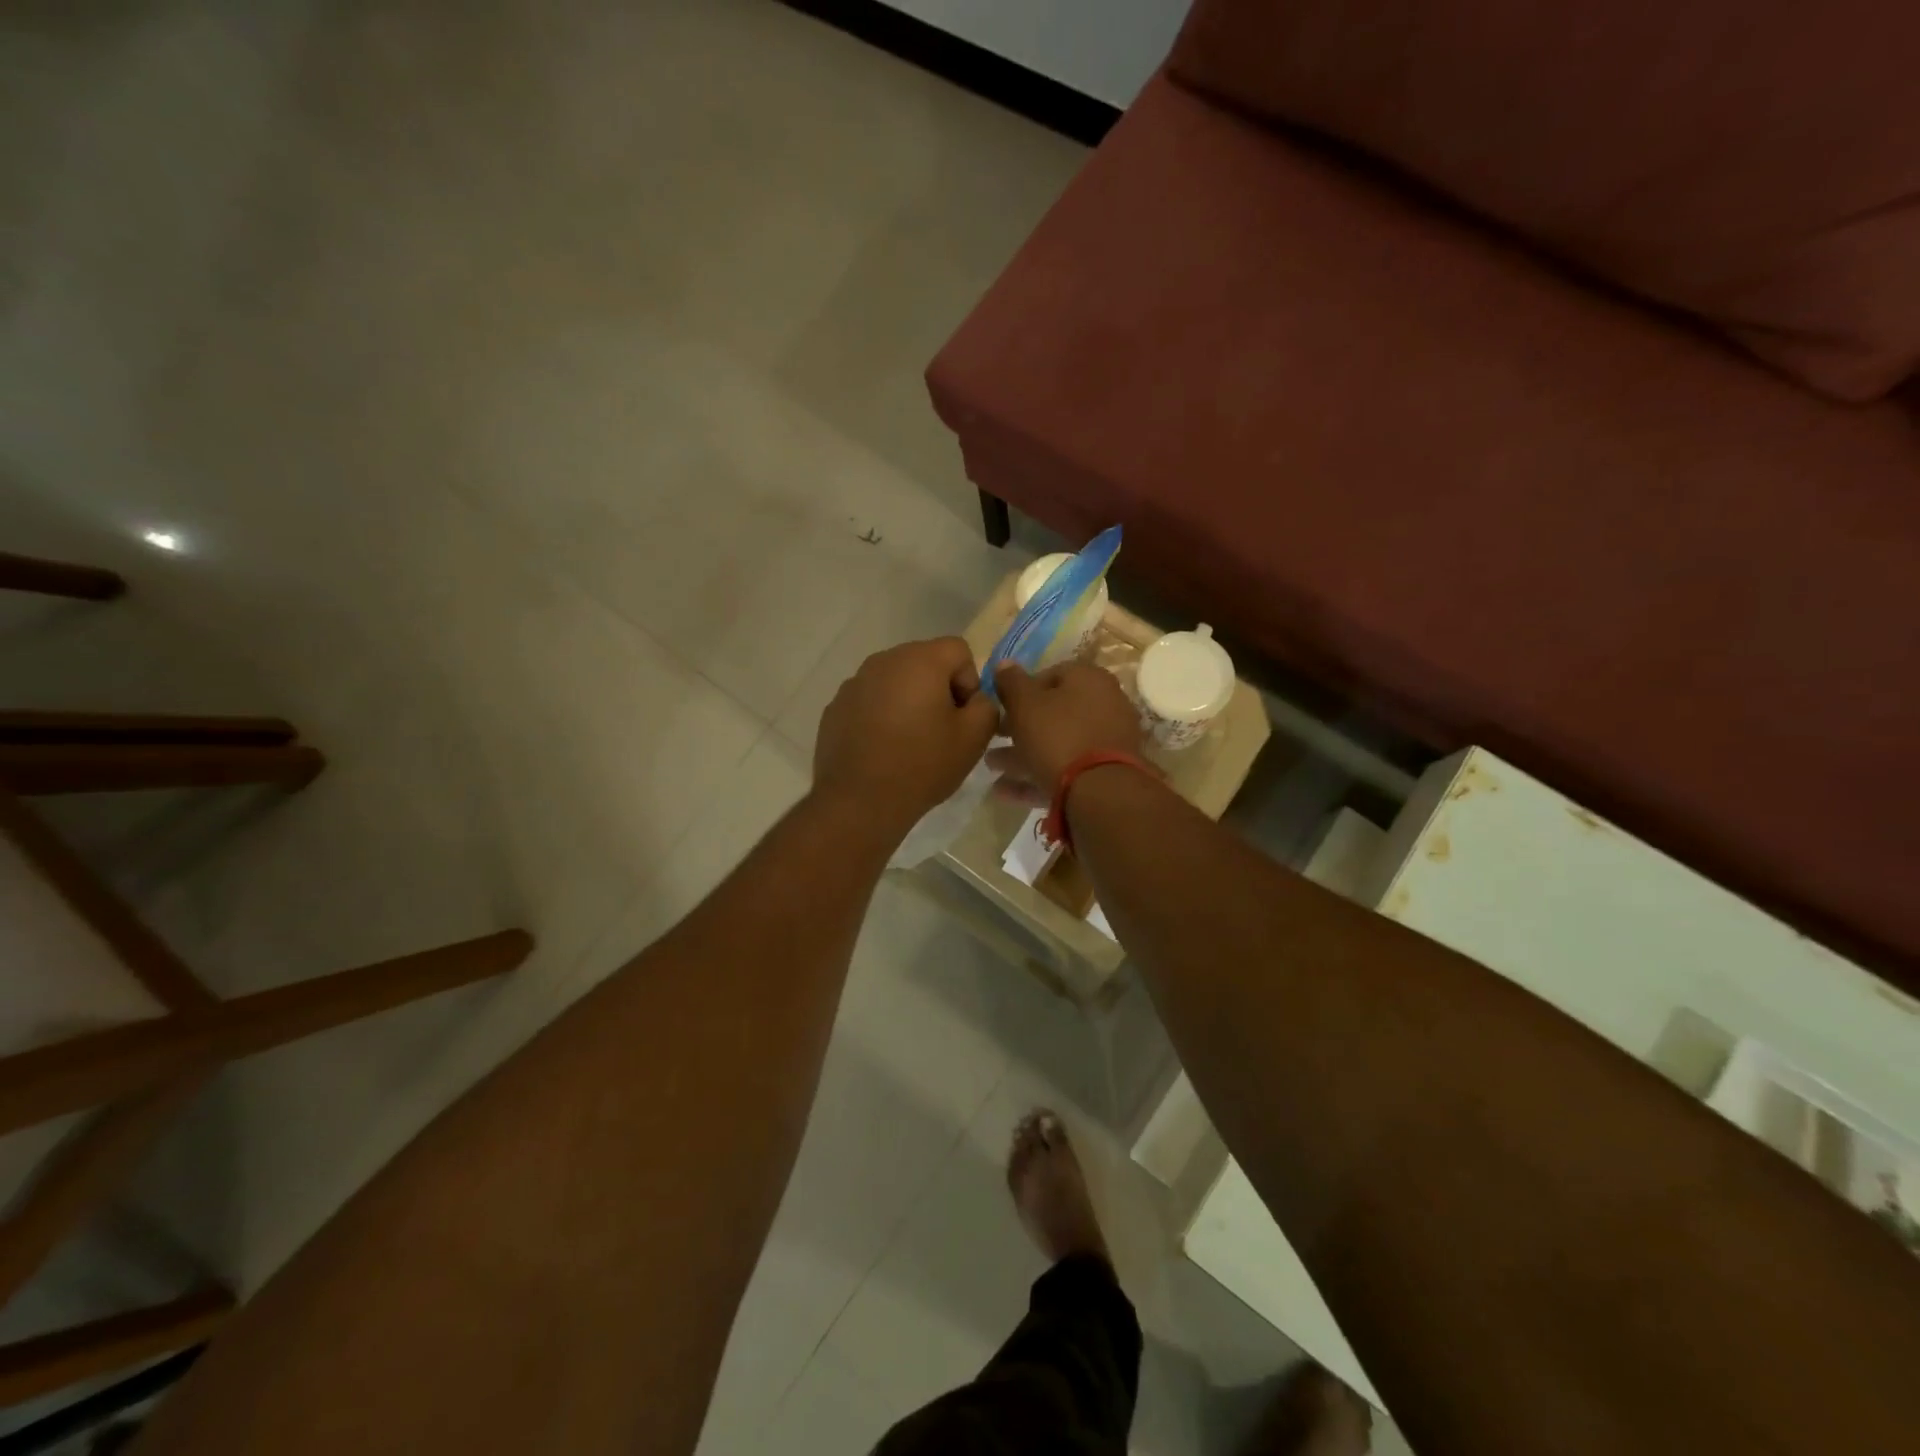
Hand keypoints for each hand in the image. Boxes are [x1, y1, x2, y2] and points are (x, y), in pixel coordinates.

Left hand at [814, 637, 998, 833]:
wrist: (859, 802)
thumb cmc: (922, 765)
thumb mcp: (974, 738)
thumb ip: (987, 706)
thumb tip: (976, 699)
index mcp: (919, 660)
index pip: (958, 650)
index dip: (970, 682)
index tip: (963, 717)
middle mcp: (883, 661)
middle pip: (924, 662)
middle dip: (939, 689)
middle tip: (941, 731)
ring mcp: (854, 683)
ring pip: (895, 681)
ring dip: (908, 702)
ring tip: (910, 742)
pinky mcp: (835, 707)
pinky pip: (870, 700)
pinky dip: (881, 716)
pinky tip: (883, 749)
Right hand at [990, 662, 1143, 804]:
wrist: (1100, 791)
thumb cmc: (1058, 736)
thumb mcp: (1025, 705)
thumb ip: (1011, 682)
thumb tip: (1004, 663)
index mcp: (1089, 679)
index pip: (1050, 674)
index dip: (1021, 690)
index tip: (1001, 708)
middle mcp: (1105, 704)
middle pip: (1055, 712)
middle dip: (1020, 727)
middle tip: (993, 738)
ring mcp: (1108, 741)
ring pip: (1059, 743)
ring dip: (1023, 754)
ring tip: (991, 766)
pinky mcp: (1105, 773)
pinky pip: (1067, 769)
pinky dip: (1038, 776)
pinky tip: (1005, 791)